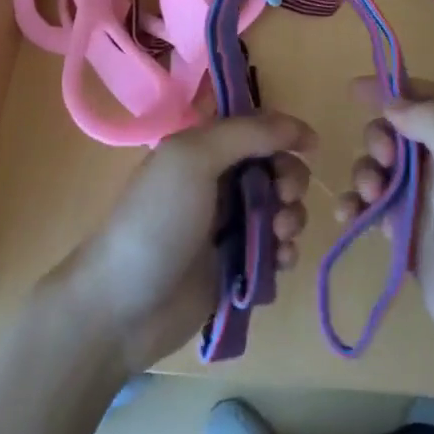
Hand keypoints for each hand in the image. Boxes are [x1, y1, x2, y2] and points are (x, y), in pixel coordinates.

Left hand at [48, 113, 315, 374]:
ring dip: (291, 216)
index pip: (256, 127)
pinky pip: (276, 250)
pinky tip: (278, 261)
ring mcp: (228, 225)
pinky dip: (285, 251)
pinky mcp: (238, 266)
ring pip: (281, 208)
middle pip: (275, 167)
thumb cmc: (157, 221)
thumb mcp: (195, 159)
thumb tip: (296, 126)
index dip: (285, 131)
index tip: (310, 145)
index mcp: (203, 148)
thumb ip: (247, 134)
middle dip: (290, 178)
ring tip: (279, 235)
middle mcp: (218, 181)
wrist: (123, 308)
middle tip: (285, 196)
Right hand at [336, 79, 433, 390]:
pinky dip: (358, 208)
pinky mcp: (411, 240)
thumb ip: (430, 118)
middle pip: (398, 133)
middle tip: (384, 160)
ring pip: (383, 171)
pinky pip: (375, 212)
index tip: (353, 90)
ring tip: (370, 196)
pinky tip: (348, 217)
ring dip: (365, 173)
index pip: (428, 97)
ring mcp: (430, 204)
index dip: (392, 88)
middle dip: (379, 137)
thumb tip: (394, 104)